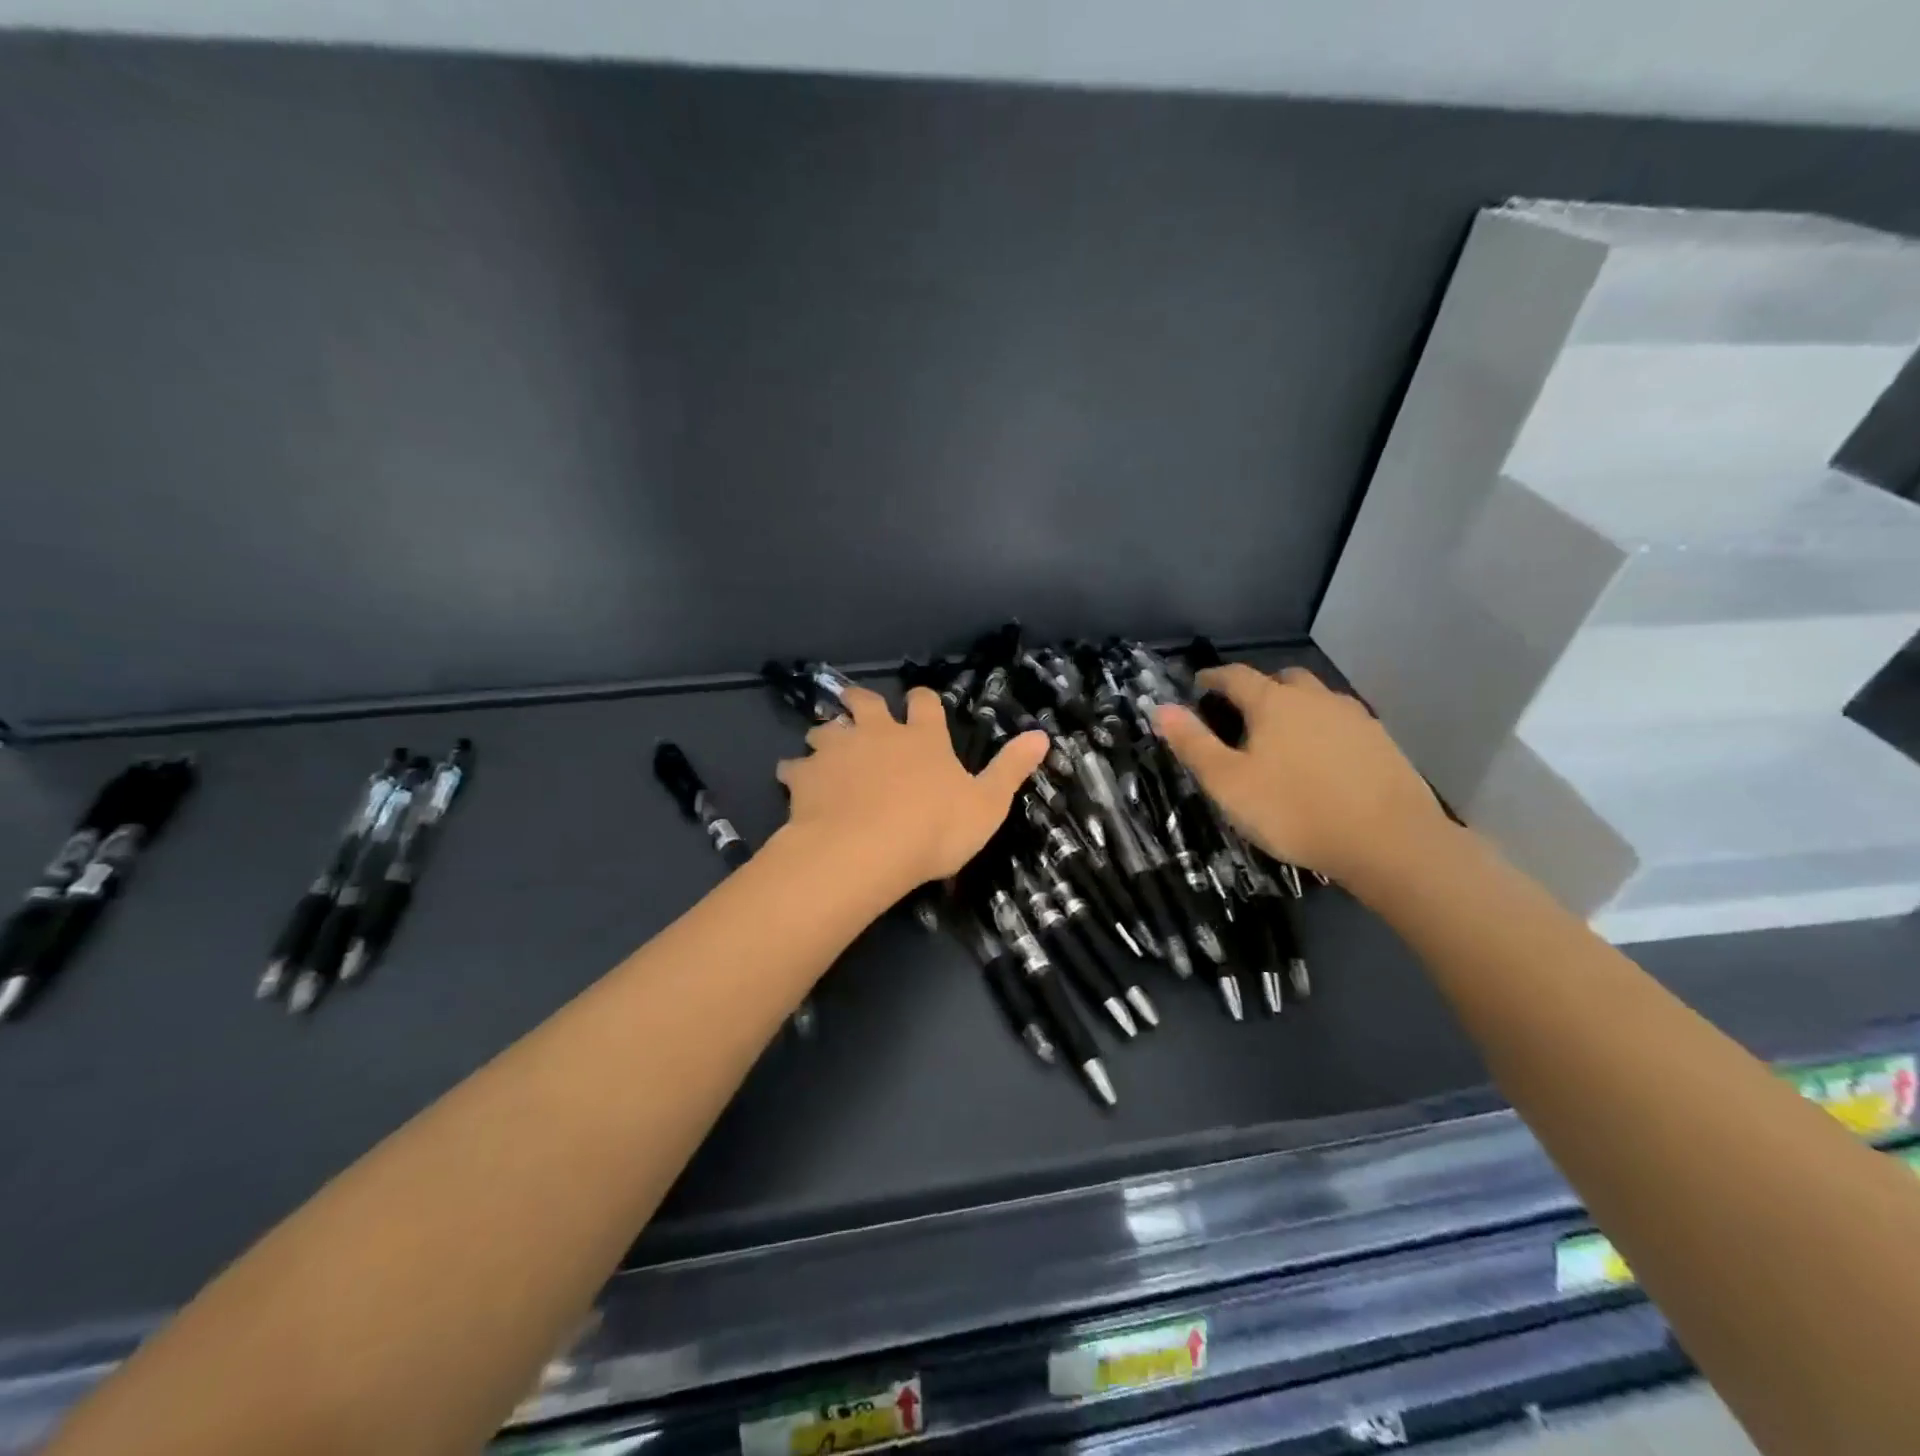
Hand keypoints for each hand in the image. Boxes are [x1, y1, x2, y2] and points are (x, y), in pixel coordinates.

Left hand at [776, 685, 1048, 893]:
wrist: (865, 851)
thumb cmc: (933, 829)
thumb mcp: (987, 804)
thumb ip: (1011, 768)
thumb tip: (1042, 734)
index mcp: (922, 738)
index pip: (925, 703)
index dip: (923, 702)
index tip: (920, 706)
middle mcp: (877, 733)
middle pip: (865, 703)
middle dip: (863, 704)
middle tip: (861, 712)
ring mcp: (837, 751)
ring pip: (825, 729)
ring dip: (826, 735)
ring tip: (826, 750)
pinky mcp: (805, 776)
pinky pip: (793, 766)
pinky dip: (796, 772)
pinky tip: (796, 785)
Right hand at [1155, 664, 1448, 885]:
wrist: (1389, 841)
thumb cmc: (1294, 810)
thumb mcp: (1229, 783)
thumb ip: (1193, 744)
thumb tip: (1161, 708)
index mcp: (1274, 703)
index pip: (1235, 676)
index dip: (1213, 678)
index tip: (1198, 685)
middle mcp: (1315, 698)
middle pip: (1282, 679)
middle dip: (1259, 688)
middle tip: (1242, 714)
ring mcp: (1354, 717)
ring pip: (1317, 698)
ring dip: (1295, 707)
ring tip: (1283, 737)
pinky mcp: (1382, 742)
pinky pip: (1342, 722)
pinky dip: (1323, 729)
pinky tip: (1322, 759)